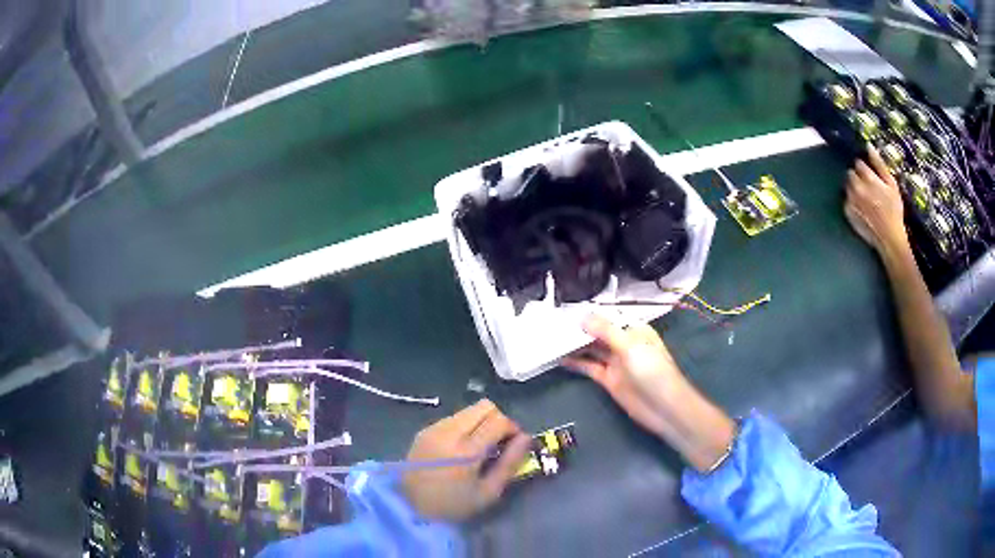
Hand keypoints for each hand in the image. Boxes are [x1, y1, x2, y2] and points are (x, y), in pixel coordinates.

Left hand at [402, 399, 530, 520]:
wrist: (409, 506)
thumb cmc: (453, 505)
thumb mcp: (488, 492)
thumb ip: (510, 464)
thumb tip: (526, 438)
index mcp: (466, 450)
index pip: (499, 420)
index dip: (513, 428)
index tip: (514, 444)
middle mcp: (449, 432)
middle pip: (485, 406)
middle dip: (498, 420)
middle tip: (499, 442)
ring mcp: (434, 428)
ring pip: (468, 410)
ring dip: (481, 422)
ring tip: (480, 446)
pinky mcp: (425, 429)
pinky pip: (453, 417)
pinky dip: (465, 426)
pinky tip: (461, 448)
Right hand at [562, 314, 686, 437]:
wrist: (664, 407)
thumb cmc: (652, 371)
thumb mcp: (630, 346)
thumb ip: (606, 331)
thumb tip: (582, 317)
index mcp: (634, 330)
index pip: (609, 316)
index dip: (590, 313)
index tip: (567, 308)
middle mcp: (624, 343)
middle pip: (599, 333)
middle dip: (580, 329)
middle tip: (553, 323)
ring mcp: (616, 362)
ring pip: (592, 349)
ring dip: (575, 345)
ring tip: (552, 338)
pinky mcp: (609, 380)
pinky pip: (590, 367)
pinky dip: (576, 363)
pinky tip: (560, 358)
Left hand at [844, 146, 910, 260]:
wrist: (889, 238)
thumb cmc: (894, 210)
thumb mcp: (892, 185)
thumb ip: (879, 164)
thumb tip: (868, 146)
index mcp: (868, 178)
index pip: (858, 163)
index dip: (864, 168)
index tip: (870, 175)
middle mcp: (856, 187)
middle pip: (850, 173)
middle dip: (857, 177)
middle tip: (868, 187)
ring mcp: (851, 200)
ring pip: (847, 186)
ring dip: (853, 188)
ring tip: (865, 199)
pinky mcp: (847, 212)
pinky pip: (846, 200)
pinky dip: (852, 201)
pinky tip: (862, 208)